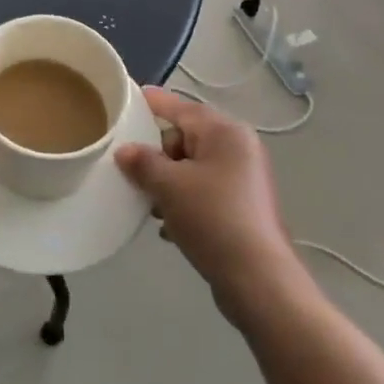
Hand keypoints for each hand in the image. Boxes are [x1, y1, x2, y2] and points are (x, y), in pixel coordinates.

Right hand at [116, 88, 303, 315]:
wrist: (259, 281)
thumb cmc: (213, 218)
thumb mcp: (169, 186)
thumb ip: (143, 162)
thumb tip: (124, 151)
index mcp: (225, 132)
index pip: (180, 107)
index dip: (151, 103)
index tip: (126, 101)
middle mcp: (238, 148)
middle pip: (185, 138)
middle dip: (158, 156)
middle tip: (137, 175)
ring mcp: (244, 179)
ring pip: (192, 168)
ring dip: (168, 184)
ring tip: (153, 207)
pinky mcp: (243, 207)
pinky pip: (204, 191)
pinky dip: (185, 202)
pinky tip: (170, 227)